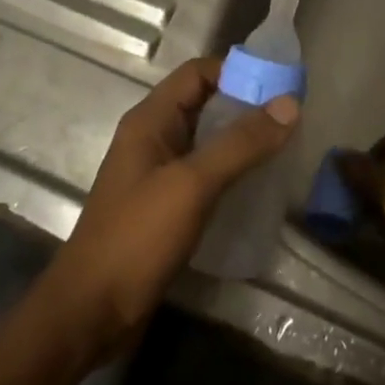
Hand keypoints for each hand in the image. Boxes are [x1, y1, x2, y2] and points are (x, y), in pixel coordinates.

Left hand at [37, 57, 298, 354]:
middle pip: (205, 104)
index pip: (198, 73)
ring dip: (243, 139)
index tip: (282, 86)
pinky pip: (206, 173)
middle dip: (247, 105)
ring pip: (208, 140)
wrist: (91, 313)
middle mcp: (153, 138)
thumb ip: (241, 143)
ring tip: (286, 147)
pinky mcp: (166, 205)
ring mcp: (159, 173)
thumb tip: (290, 103)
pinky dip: (233, 170)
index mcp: (150, 120)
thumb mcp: (192, 184)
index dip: (238, 71)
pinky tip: (261, 185)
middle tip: (293, 117)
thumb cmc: (137, 238)